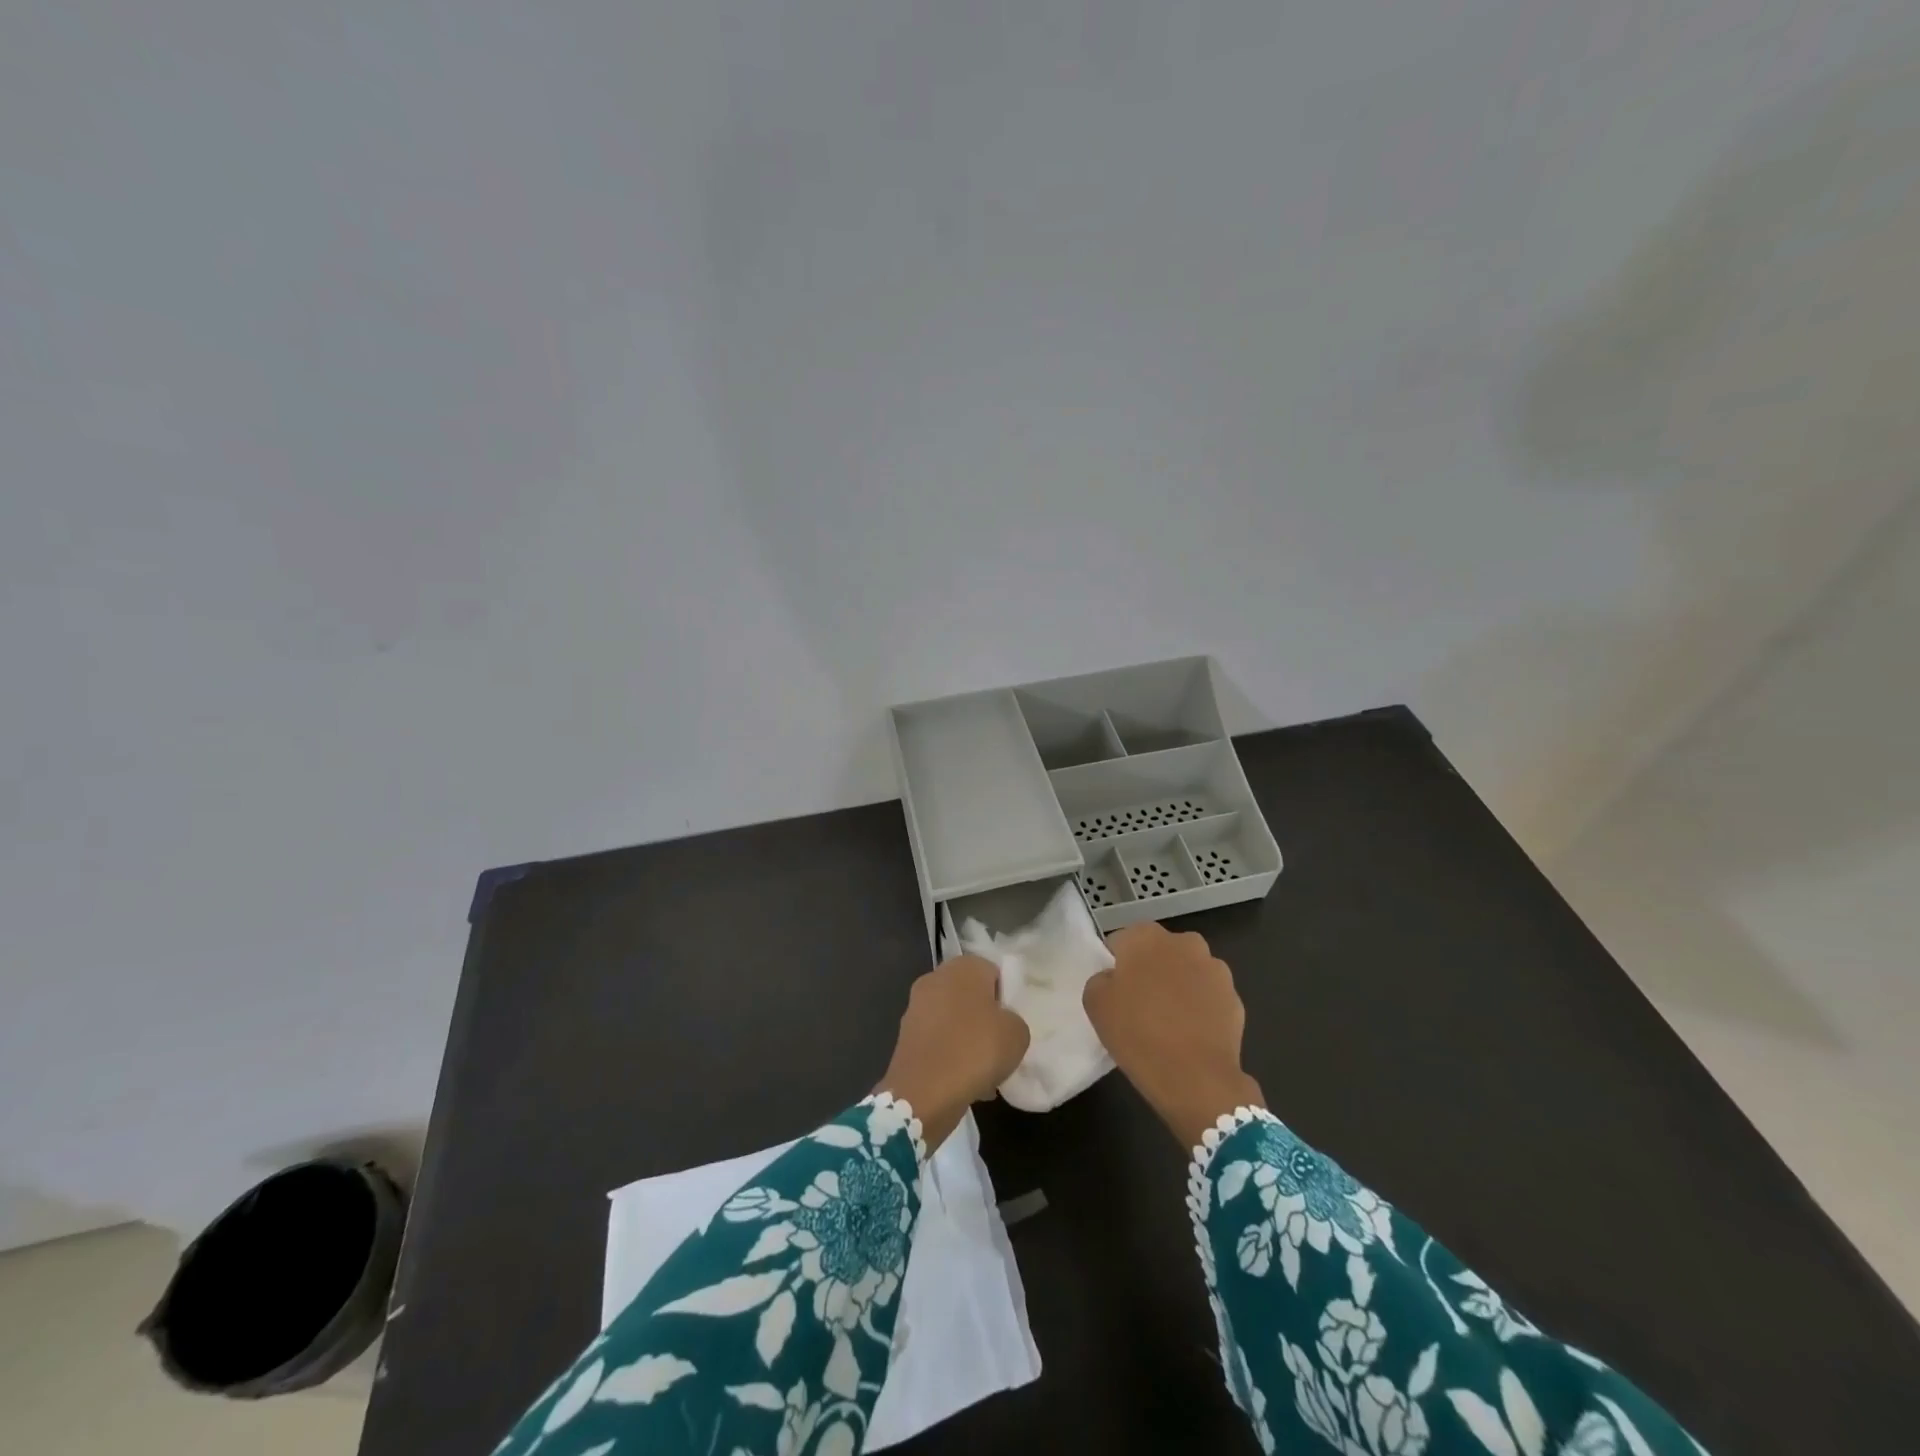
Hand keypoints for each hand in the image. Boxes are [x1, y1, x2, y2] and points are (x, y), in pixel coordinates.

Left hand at [878, 955, 1029, 1151]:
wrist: (924, 1091)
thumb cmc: (976, 1050)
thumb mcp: (1017, 1034)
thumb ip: (1014, 1020)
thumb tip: (1000, 1024)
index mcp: (964, 967)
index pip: (993, 972)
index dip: (1006, 997)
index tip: (1011, 1023)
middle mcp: (936, 978)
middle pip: (971, 996)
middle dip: (984, 1019)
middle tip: (1000, 1046)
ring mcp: (916, 1006)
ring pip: (953, 1020)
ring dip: (967, 1039)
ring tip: (984, 1071)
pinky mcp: (906, 1034)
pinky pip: (938, 1040)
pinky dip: (950, 1055)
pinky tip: (964, 1081)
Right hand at [1083, 922, 1264, 1147]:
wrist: (1196, 1079)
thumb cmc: (1138, 1034)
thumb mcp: (1095, 1004)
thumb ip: (1101, 979)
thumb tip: (1115, 978)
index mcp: (1146, 936)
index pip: (1121, 941)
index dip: (1116, 965)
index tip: (1115, 992)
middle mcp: (1184, 942)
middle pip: (1158, 951)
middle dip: (1150, 969)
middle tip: (1139, 1004)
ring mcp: (1215, 968)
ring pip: (1187, 971)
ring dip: (1178, 985)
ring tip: (1168, 1022)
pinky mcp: (1235, 997)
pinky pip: (1208, 996)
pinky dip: (1200, 1007)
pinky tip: (1190, 1034)